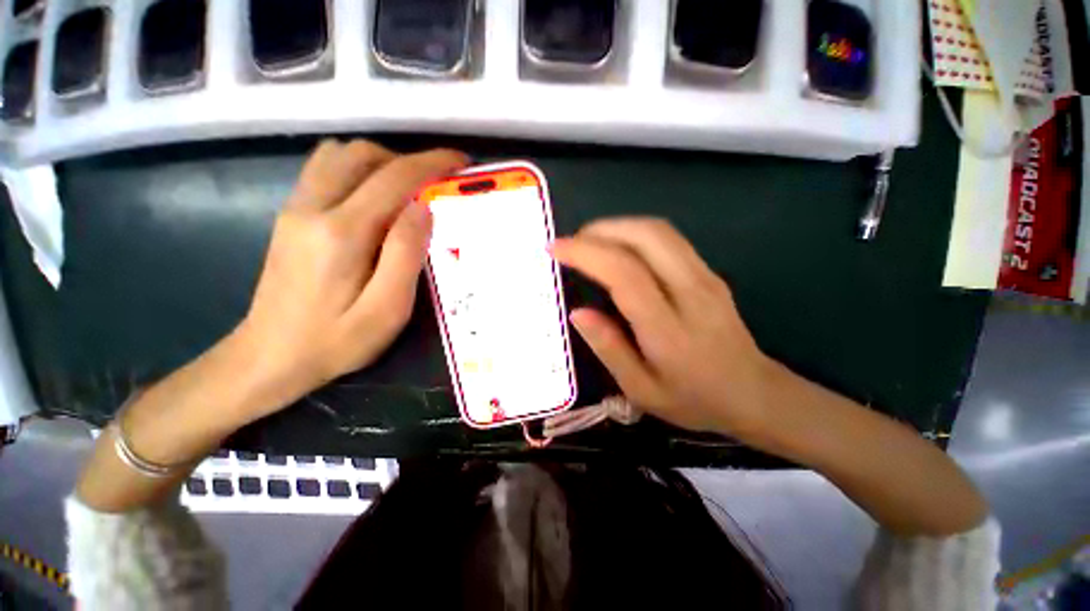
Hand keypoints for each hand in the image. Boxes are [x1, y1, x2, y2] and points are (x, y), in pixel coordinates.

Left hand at [232, 140, 467, 419]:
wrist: (269, 356)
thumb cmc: (336, 341)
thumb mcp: (387, 309)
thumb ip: (406, 254)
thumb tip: (424, 207)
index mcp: (342, 232)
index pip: (394, 178)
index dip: (432, 163)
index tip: (460, 162)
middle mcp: (313, 207)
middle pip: (363, 155)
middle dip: (408, 160)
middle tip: (436, 185)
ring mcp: (296, 208)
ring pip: (341, 155)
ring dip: (382, 162)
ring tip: (409, 191)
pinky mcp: (290, 215)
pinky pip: (326, 170)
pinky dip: (358, 170)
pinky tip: (375, 199)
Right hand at [551, 218, 774, 435]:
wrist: (755, 394)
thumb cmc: (694, 399)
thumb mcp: (641, 389)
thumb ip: (609, 348)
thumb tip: (577, 312)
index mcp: (668, 328)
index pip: (624, 273)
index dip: (587, 254)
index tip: (556, 249)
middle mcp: (690, 292)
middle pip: (646, 237)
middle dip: (601, 230)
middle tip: (571, 242)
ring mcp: (705, 277)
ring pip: (659, 231)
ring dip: (618, 226)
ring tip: (589, 241)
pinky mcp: (709, 273)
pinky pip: (669, 239)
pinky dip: (635, 233)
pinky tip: (618, 247)